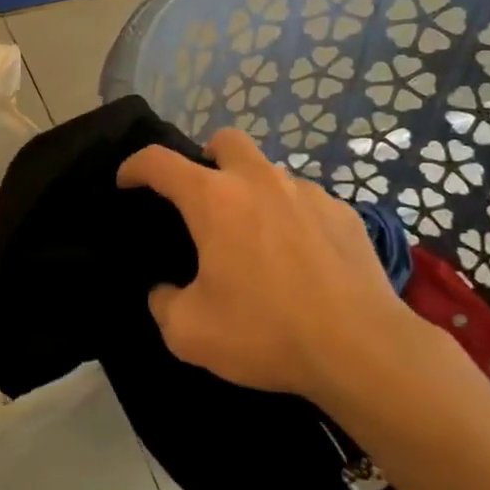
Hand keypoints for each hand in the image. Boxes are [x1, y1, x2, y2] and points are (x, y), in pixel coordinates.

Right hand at [117, 127, 434, 406]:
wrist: (363, 350)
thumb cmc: (267, 332)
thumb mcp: (190, 332)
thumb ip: (163, 304)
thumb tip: (165, 291)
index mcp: (214, 200)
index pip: (159, 162)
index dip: (135, 166)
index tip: (126, 181)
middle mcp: (259, 182)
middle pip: (225, 140)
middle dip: (206, 157)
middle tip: (203, 198)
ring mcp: (307, 193)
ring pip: (269, 171)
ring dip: (253, 191)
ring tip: (256, 237)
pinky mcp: (344, 214)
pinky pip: (306, 201)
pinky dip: (292, 217)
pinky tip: (300, 258)